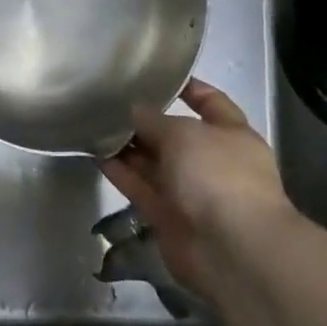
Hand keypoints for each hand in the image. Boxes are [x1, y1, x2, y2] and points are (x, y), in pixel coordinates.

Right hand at [100, 80, 295, 299]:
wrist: (230, 249)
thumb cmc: (217, 176)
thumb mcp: (183, 133)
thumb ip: (154, 119)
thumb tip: (134, 112)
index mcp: (232, 135)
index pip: (211, 102)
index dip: (188, 88)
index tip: (156, 75)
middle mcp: (212, 161)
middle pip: (175, 134)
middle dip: (147, 120)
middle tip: (110, 101)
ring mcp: (190, 191)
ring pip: (154, 162)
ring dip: (128, 146)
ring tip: (94, 123)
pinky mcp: (167, 216)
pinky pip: (139, 187)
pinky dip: (120, 172)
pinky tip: (95, 152)